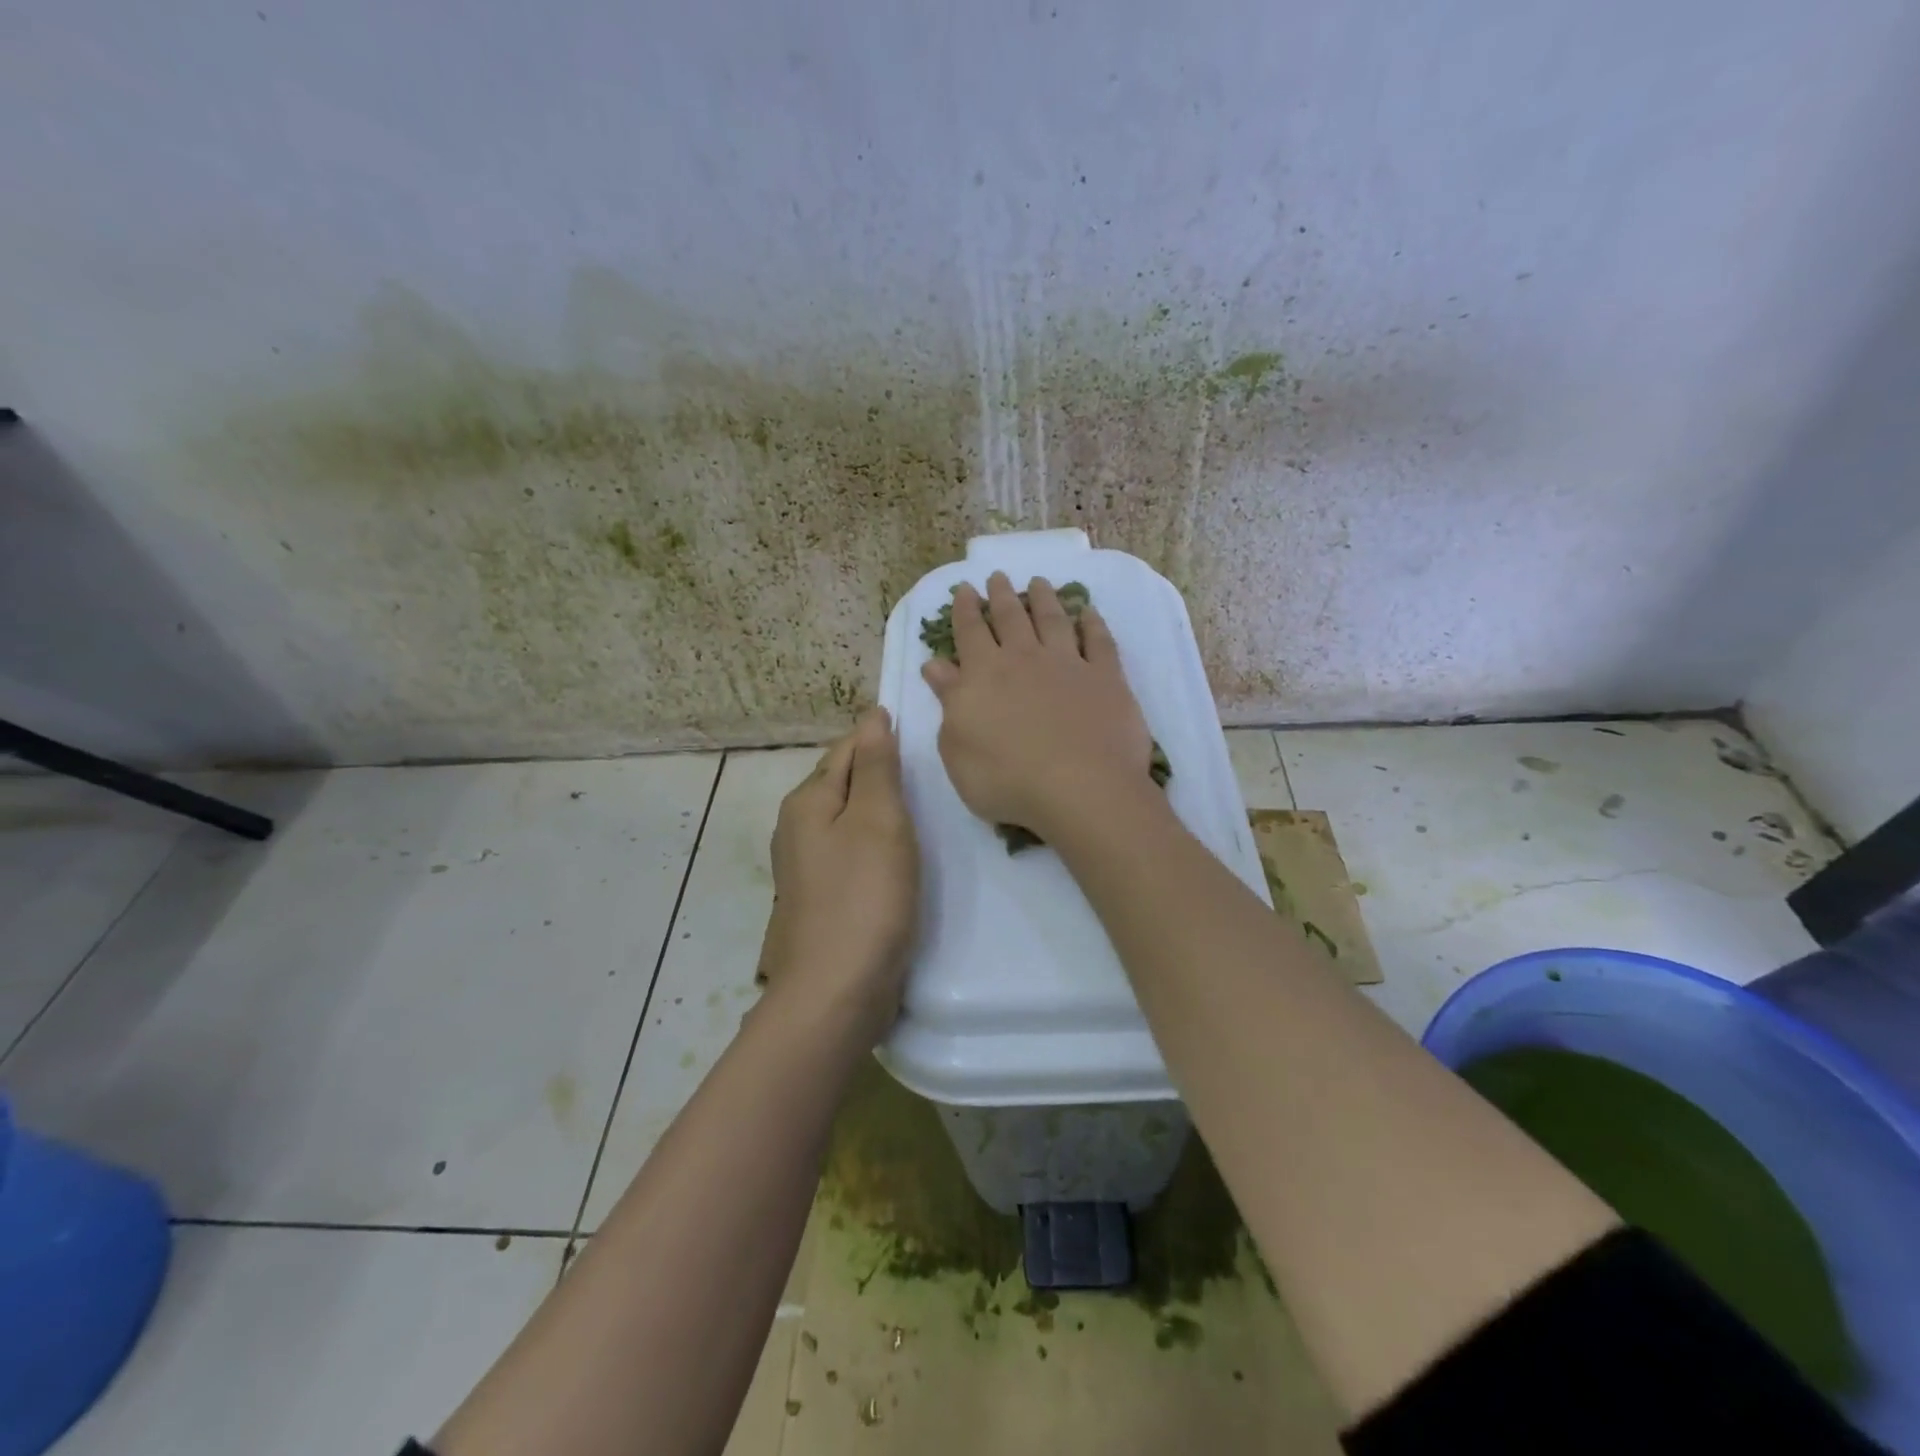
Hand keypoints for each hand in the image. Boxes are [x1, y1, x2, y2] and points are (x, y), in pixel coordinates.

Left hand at [755, 708, 918, 1045]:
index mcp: (807, 800)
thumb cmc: (864, 898)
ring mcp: (806, 866)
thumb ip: (875, 767)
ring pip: (849, 819)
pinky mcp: (822, 897)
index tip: (923, 737)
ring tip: (921, 808)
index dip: (882, 737)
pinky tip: (899, 855)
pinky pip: (851, 853)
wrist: (836, 992)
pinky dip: (876, 844)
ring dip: (880, 809)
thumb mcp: (878, 821)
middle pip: (844, 782)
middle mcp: (797, 827)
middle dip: (880, 772)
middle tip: (929, 772)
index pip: (848, 748)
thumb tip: (872, 717)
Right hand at [920, 572, 1154, 843]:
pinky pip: (1099, 641)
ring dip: (1044, 599)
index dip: (966, 609)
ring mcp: (1069, 664)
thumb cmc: (1006, 779)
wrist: (1080, 788)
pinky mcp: (1106, 678)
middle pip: (1011, 618)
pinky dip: (1093, 624)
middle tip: (998, 576)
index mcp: (984, 675)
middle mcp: (1025, 659)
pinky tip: (1089, 613)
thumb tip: (936, 665)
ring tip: (1039, 582)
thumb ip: (949, 701)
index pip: (970, 632)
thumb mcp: (957, 748)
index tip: (965, 589)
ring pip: (1053, 620)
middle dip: (1002, 595)